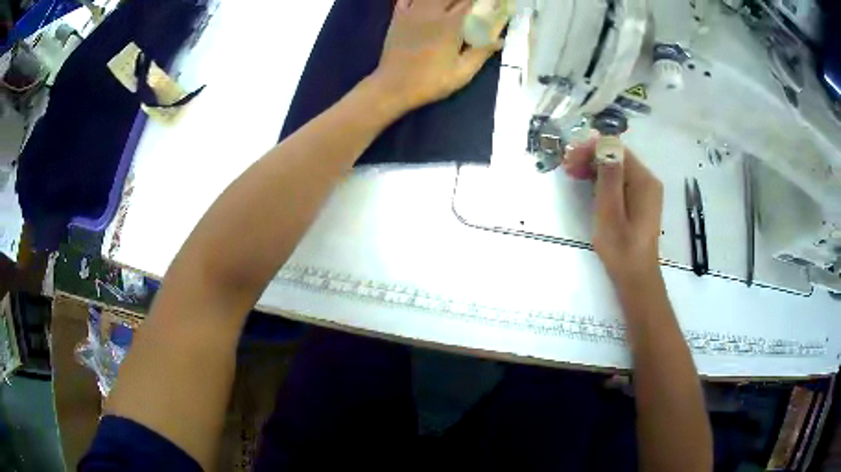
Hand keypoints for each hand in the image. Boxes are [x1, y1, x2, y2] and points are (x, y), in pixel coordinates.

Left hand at [372, 0, 503, 112]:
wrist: (393, 86)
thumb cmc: (430, 82)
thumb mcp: (462, 72)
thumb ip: (481, 53)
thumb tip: (500, 40)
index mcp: (450, 24)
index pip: (470, 2)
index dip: (481, 3)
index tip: (488, 6)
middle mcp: (431, 12)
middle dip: (463, 0)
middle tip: (470, 7)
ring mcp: (412, 12)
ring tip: (451, 5)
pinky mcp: (398, 17)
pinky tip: (425, 2)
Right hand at [564, 139, 663, 283]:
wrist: (636, 278)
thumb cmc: (621, 248)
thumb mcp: (610, 211)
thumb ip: (609, 176)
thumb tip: (604, 143)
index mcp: (643, 180)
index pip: (616, 149)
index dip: (591, 148)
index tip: (569, 157)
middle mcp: (648, 180)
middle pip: (617, 156)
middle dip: (591, 156)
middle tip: (566, 167)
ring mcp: (645, 192)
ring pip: (617, 168)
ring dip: (594, 167)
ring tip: (572, 174)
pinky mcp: (640, 202)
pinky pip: (620, 181)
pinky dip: (603, 180)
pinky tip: (589, 186)